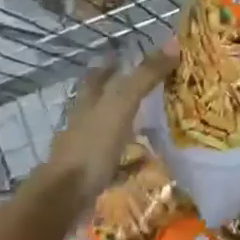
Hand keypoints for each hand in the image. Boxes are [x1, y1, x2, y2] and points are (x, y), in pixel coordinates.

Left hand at [40, 48, 176, 208]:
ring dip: (124, 125)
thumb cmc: (92, 146)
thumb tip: (173, 42)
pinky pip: (114, 163)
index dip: (109, 64)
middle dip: (117, 93)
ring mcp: (85, 150)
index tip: (123, 55)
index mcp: (88, 102)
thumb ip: (145, 76)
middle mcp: (84, 122)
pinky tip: (144, 163)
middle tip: (144, 87)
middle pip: (100, 102)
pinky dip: (129, 161)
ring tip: (150, 121)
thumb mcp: (122, 104)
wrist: (65, 197)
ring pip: (106, 131)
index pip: (98, 75)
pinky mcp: (91, 175)